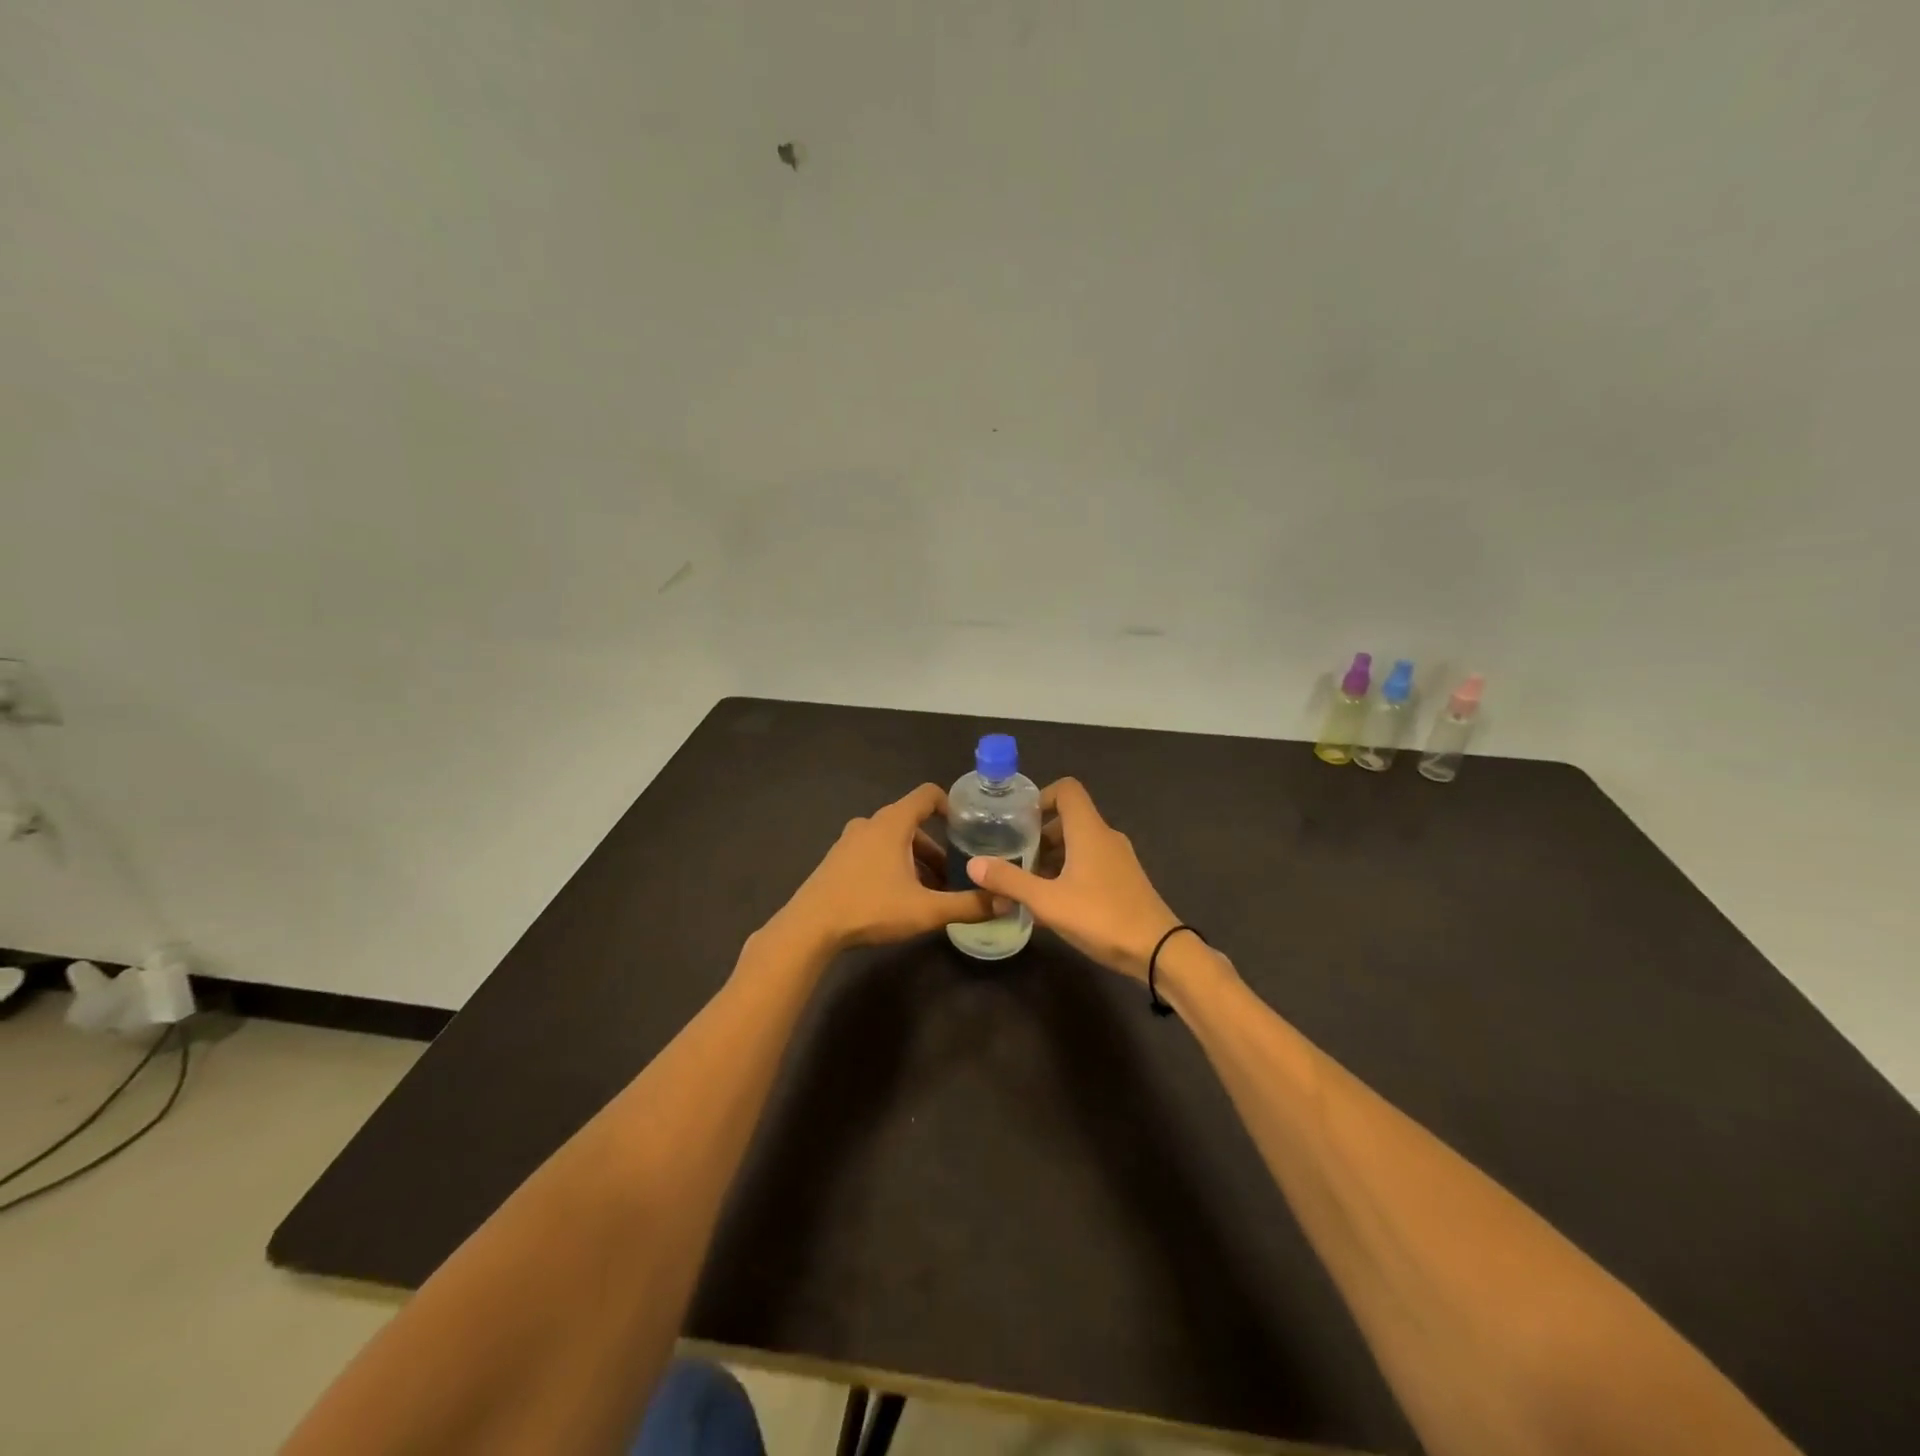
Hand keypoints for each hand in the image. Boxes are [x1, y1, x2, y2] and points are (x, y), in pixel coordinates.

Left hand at [774, 784, 996, 953]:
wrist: (810, 927)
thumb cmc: (870, 908)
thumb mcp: (926, 910)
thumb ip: (968, 905)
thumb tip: (1006, 902)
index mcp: (893, 823)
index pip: (927, 794)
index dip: (950, 805)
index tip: (967, 828)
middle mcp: (871, 823)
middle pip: (913, 823)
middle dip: (937, 847)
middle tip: (954, 875)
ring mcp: (850, 840)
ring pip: (893, 840)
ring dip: (915, 859)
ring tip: (930, 891)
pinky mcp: (837, 859)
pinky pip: (874, 852)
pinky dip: (893, 865)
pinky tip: (899, 897)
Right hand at [965, 778, 1182, 982]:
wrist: (1159, 951)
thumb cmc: (1101, 917)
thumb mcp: (1047, 901)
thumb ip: (1010, 880)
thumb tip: (974, 864)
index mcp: (1089, 830)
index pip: (1066, 790)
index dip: (1040, 797)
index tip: (1017, 821)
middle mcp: (1105, 837)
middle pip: (1067, 819)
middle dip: (1037, 836)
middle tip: (1013, 858)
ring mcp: (1118, 859)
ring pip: (1078, 845)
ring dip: (1051, 858)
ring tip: (1026, 885)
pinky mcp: (1124, 881)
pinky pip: (1089, 864)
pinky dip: (1068, 874)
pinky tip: (1051, 904)